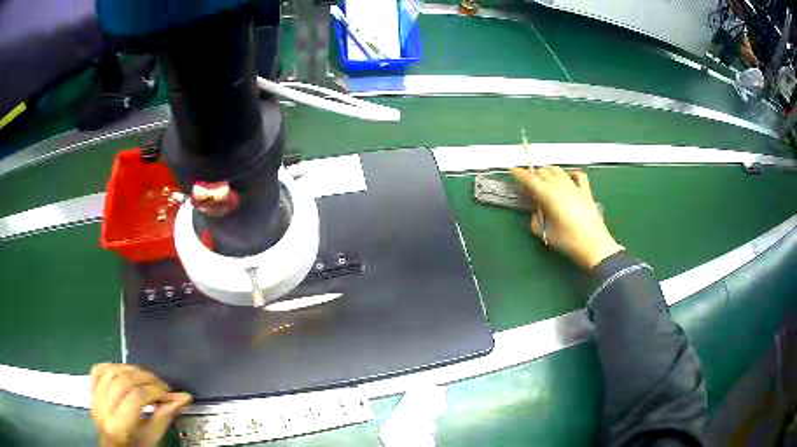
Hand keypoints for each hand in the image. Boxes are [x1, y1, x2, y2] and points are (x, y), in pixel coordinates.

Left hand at [90, 363, 191, 446]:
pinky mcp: (91, 392)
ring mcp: (94, 398)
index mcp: (118, 426)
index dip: (155, 392)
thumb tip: (183, 398)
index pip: (136, 398)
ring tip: (146, 378)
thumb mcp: (152, 439)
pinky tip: (125, 372)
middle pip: (122, 380)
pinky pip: (98, 370)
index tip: (171, 394)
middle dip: (145, 378)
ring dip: (131, 370)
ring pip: (110, 371)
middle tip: (162, 385)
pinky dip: (113, 366)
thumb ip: (163, 417)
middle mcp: (102, 409)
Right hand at [511, 166, 622, 268]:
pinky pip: (578, 175)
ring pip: (558, 171)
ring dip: (548, 171)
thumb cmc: (568, 241)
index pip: (531, 180)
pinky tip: (568, 177)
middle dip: (533, 174)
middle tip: (528, 181)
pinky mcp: (586, 192)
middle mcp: (560, 186)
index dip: (520, 174)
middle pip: (543, 173)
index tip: (513, 170)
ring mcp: (575, 187)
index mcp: (548, 195)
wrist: (594, 245)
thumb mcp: (546, 234)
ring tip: (543, 176)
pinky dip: (570, 173)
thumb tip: (537, 213)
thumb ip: (536, 222)